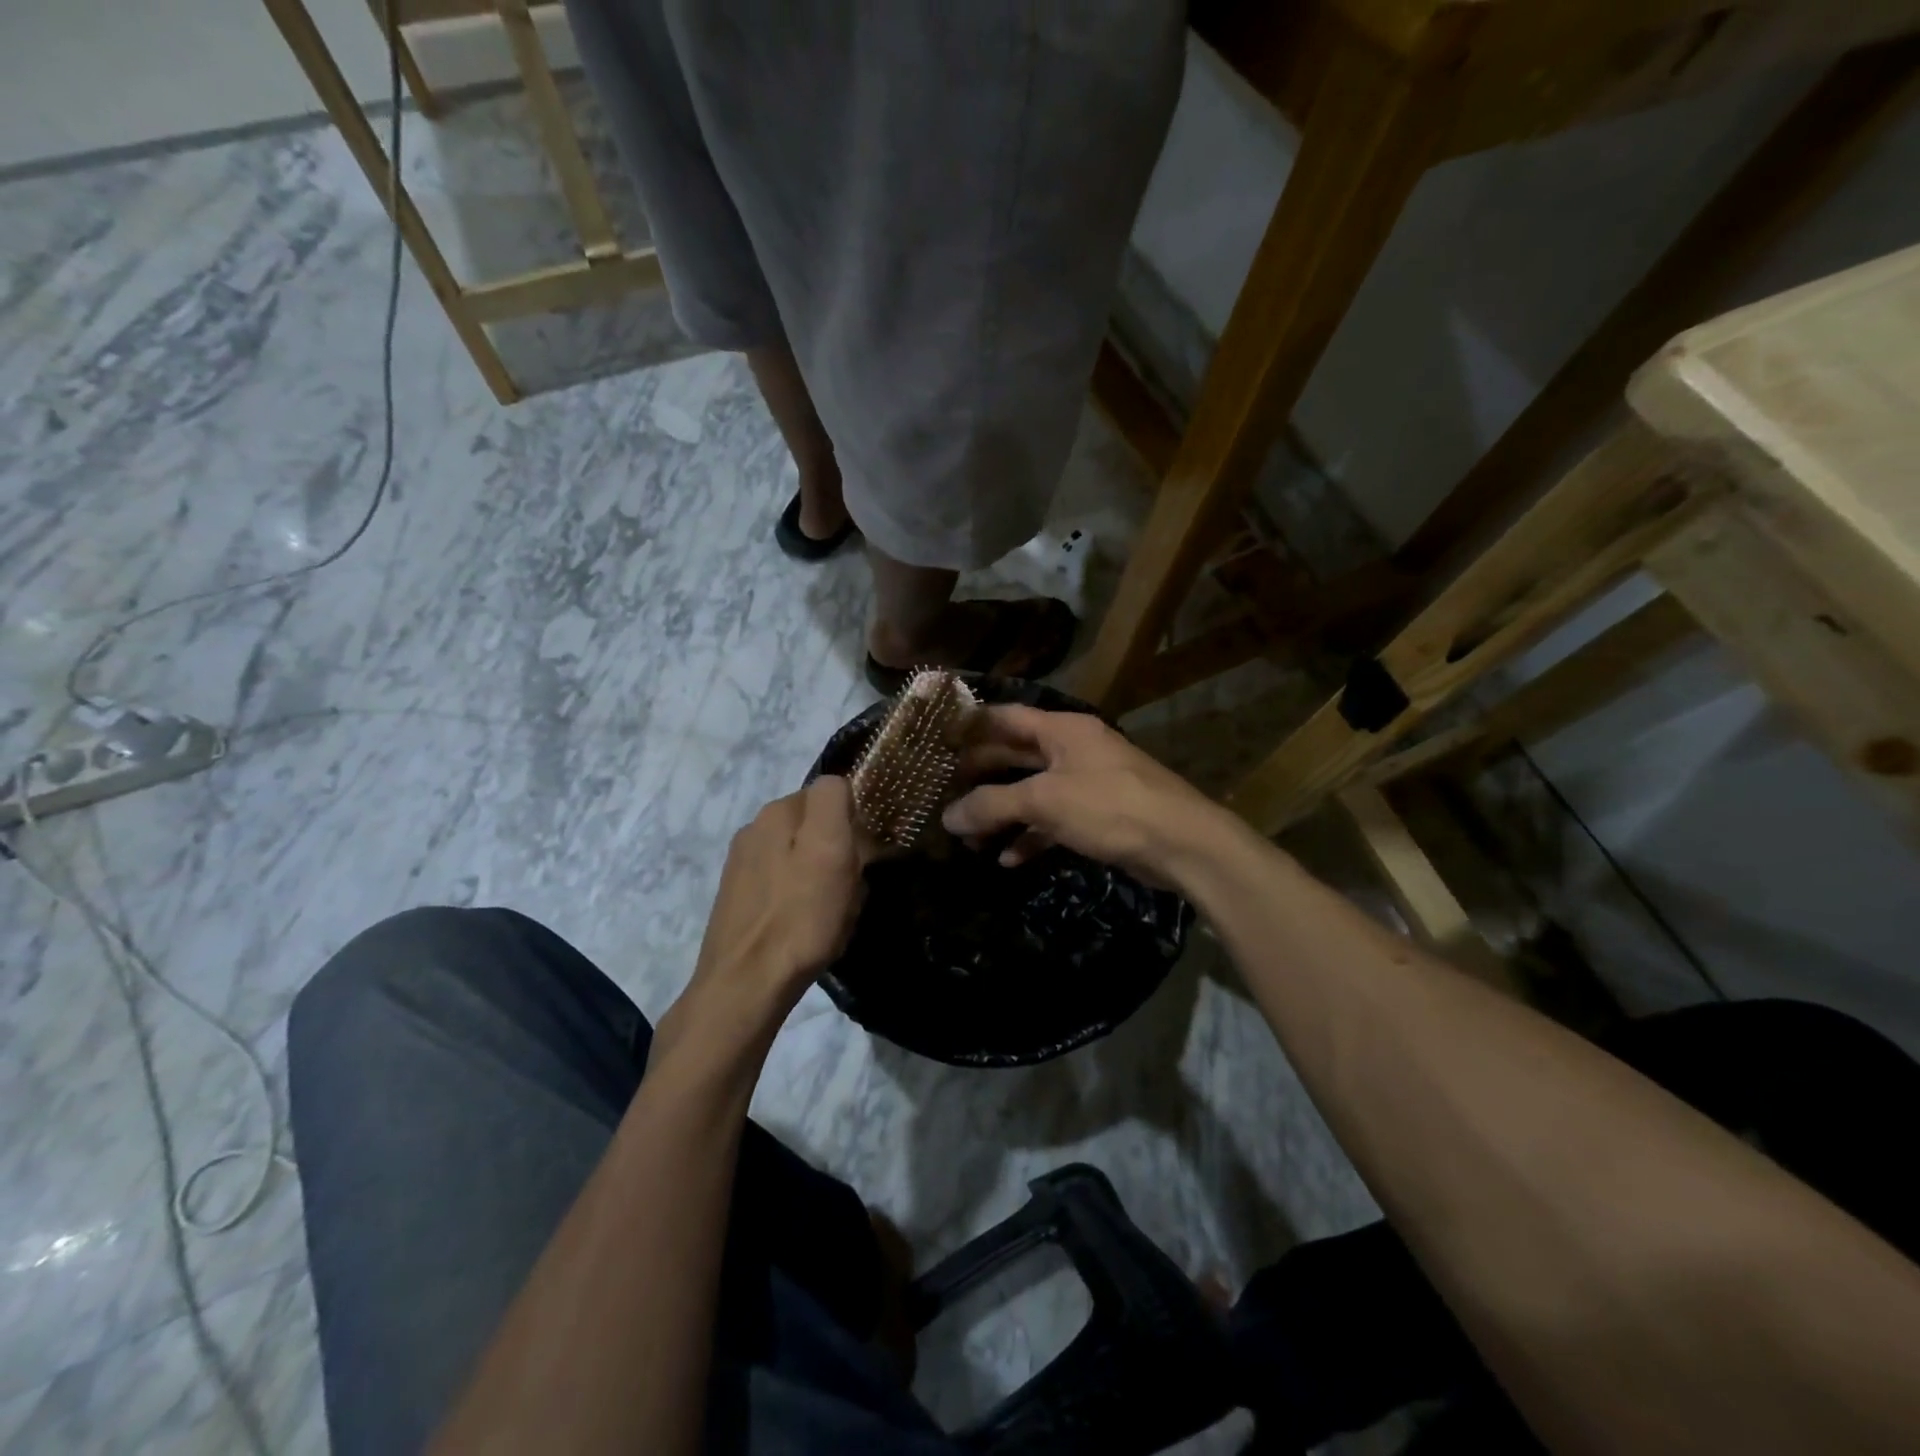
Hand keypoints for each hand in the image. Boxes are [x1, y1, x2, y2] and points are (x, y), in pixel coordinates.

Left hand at [671, 777, 866, 1054]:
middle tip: (852, 885)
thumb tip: (838, 785)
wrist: (746, 984)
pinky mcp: (740, 897)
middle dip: (839, 850)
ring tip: (831, 911)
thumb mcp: (830, 849)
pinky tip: (804, 925)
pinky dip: (801, 897)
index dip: (855, 820)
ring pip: (802, 856)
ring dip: (822, 876)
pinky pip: (785, 884)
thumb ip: (833, 801)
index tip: (865, 852)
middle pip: (816, 826)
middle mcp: (755, 828)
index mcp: (777, 811)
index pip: (831, 792)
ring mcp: (743, 864)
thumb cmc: (799, 916)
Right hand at [941, 706, 1232, 886]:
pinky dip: (1030, 836)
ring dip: (1002, 812)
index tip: (936, 741)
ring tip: (969, 836)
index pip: (1006, 717)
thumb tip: (947, 817)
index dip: (970, 726)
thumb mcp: (1045, 801)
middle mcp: (1073, 749)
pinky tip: (1007, 858)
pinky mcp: (1097, 816)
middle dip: (981, 776)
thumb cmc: (1109, 806)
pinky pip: (1053, 820)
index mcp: (1062, 730)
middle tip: (943, 793)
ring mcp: (1087, 783)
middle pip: (1015, 755)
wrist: (1181, 843)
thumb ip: (993, 805)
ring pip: (1032, 792)